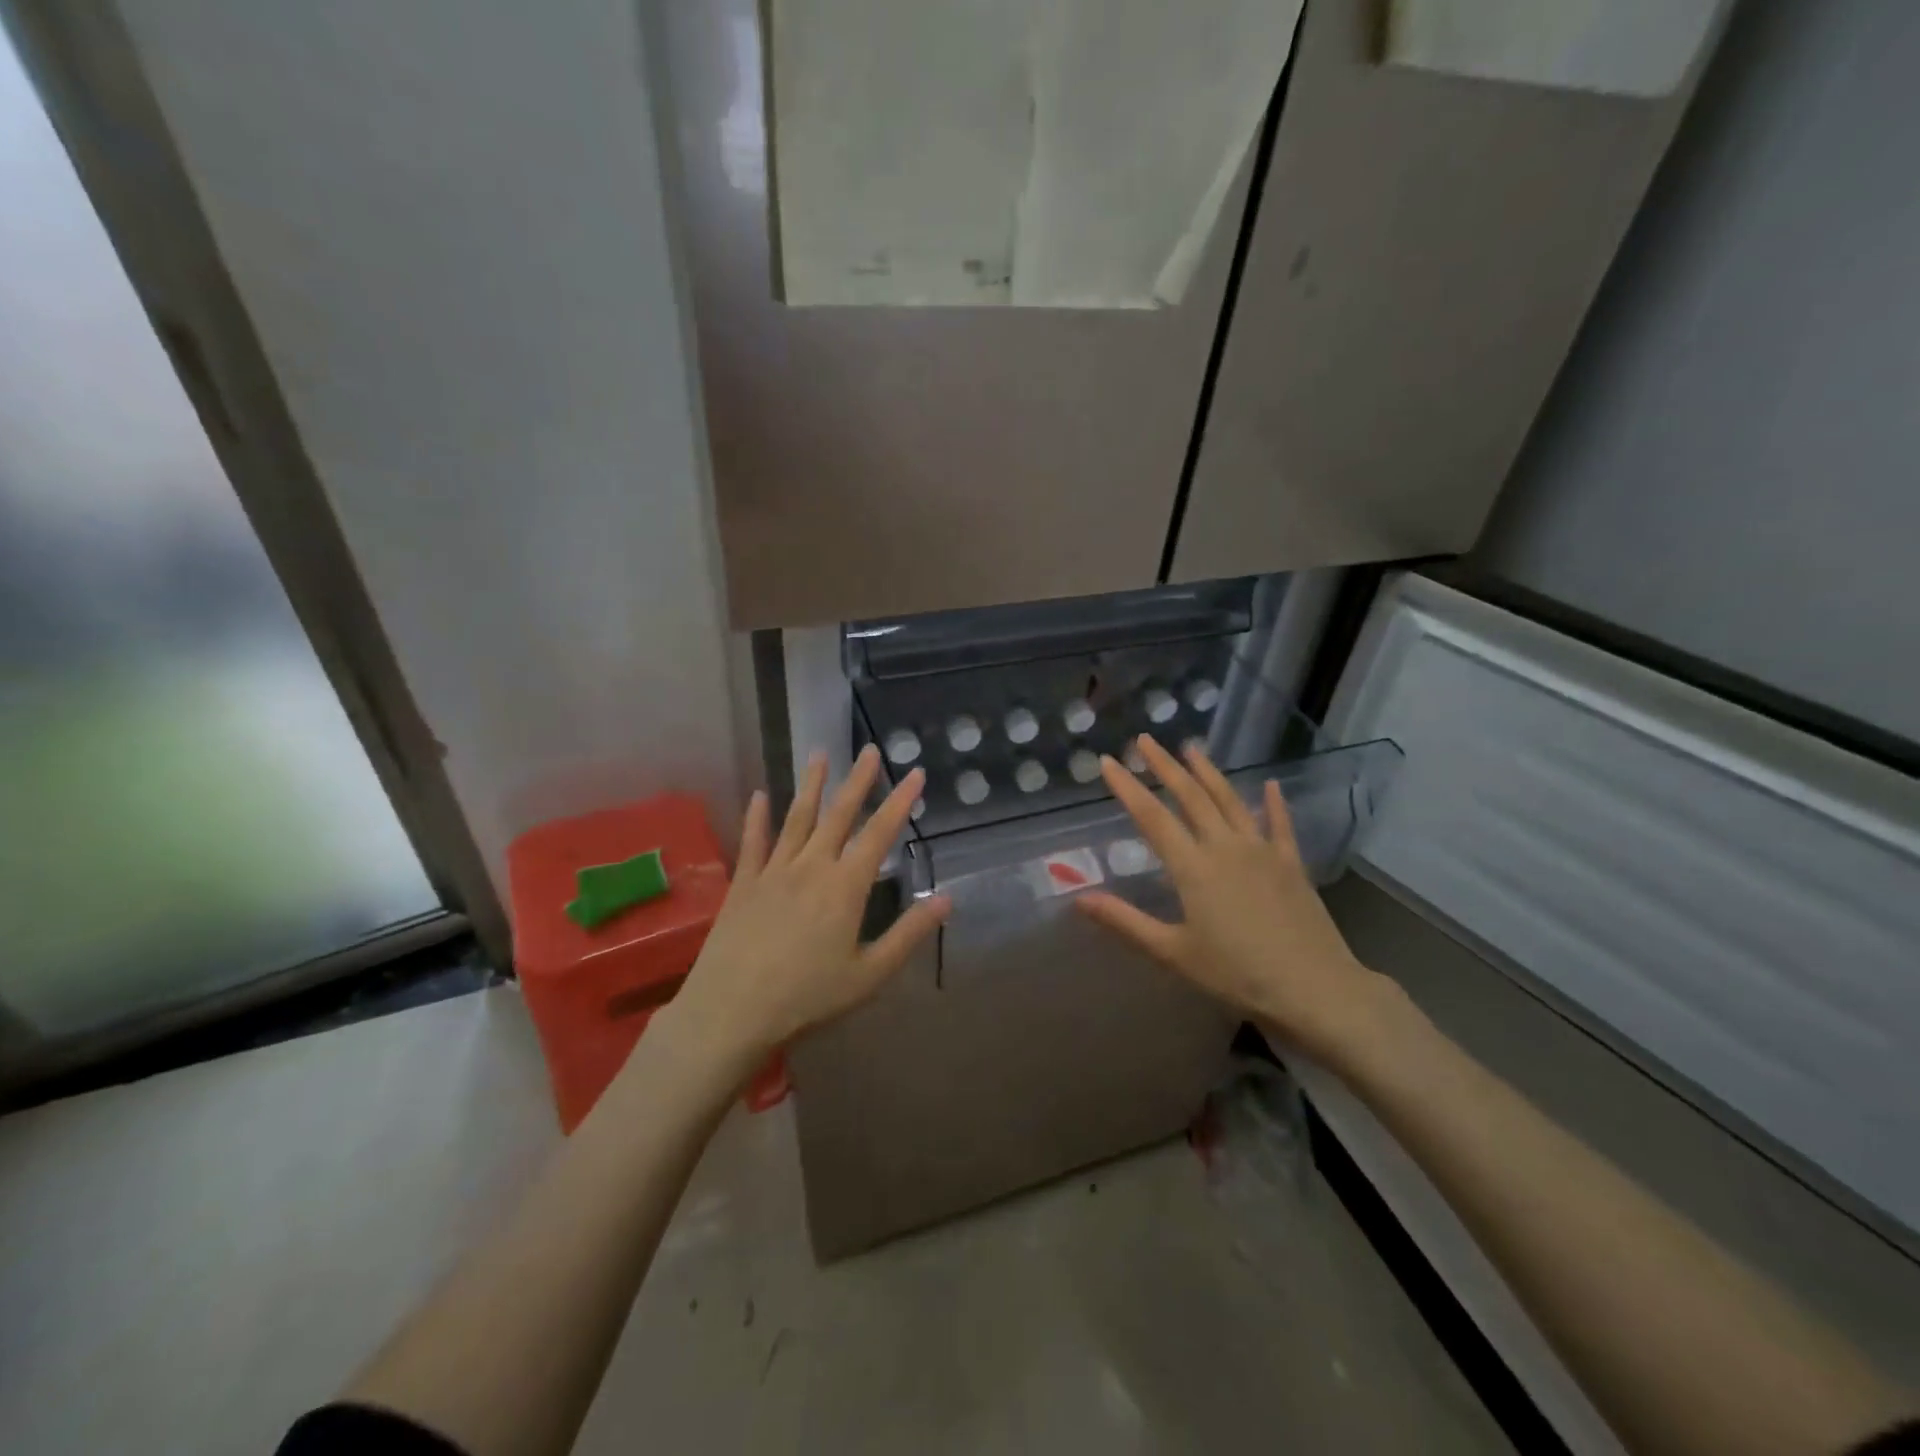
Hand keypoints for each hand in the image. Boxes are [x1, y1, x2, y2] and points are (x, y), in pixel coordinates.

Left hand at [664, 746, 949, 1078]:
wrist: (731, 1011)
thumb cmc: (807, 997)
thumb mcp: (869, 975)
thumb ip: (908, 934)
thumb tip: (946, 899)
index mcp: (845, 887)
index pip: (880, 834)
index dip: (900, 802)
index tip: (914, 773)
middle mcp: (811, 867)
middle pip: (839, 815)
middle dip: (858, 780)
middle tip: (869, 749)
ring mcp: (774, 871)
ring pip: (797, 818)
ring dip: (811, 785)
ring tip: (819, 754)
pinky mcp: (743, 883)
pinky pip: (753, 841)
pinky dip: (757, 817)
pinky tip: (759, 795)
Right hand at [1075, 735, 1393, 1066]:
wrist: (1315, 988)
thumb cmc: (1238, 974)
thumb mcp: (1173, 953)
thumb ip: (1125, 921)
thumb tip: (1079, 898)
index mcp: (1193, 868)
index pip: (1152, 817)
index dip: (1127, 787)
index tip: (1108, 762)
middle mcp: (1225, 847)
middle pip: (1190, 796)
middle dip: (1165, 766)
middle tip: (1145, 740)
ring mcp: (1262, 850)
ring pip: (1230, 800)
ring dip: (1208, 772)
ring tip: (1191, 748)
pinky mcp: (1291, 863)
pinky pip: (1280, 824)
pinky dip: (1274, 803)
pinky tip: (1271, 785)